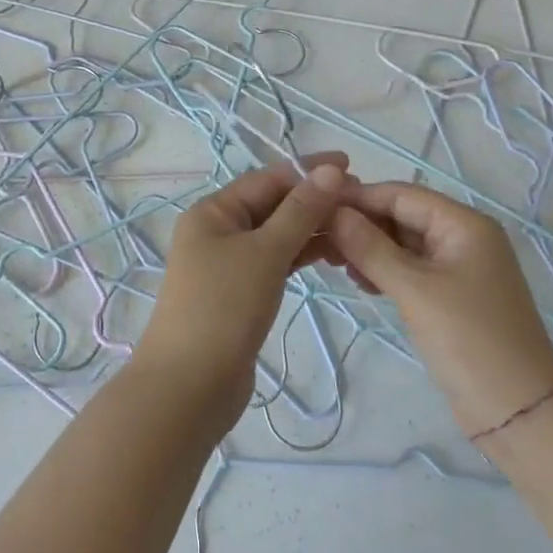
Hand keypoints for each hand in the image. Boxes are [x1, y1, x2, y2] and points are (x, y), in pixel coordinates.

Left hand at [132, 153, 355, 435]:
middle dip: (314, 199)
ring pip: (277, 235)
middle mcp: (217, 231)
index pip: (267, 178)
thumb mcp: (265, 252)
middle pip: (272, 204)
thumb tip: (331, 170)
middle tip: (362, 201)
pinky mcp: (240, 293)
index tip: (351, 165)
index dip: (308, 169)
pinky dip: (301, 256)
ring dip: (312, 228)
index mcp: (213, 211)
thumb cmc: (224, 308)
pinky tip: (332, 256)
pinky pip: (276, 261)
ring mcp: (228, 264)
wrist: (190, 387)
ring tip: (355, 228)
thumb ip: (300, 211)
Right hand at [327, 182, 552, 439]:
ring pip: (403, 243)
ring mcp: (458, 267)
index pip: (401, 194)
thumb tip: (332, 212)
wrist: (519, 411)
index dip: (358, 197)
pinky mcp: (450, 295)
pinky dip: (384, 270)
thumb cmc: (469, 339)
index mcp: (463, 223)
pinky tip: (359, 281)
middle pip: (402, 215)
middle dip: (361, 224)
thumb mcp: (414, 290)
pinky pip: (410, 268)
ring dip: (369, 248)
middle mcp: (462, 236)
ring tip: (332, 261)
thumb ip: (370, 248)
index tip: (314, 205)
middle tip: (318, 239)